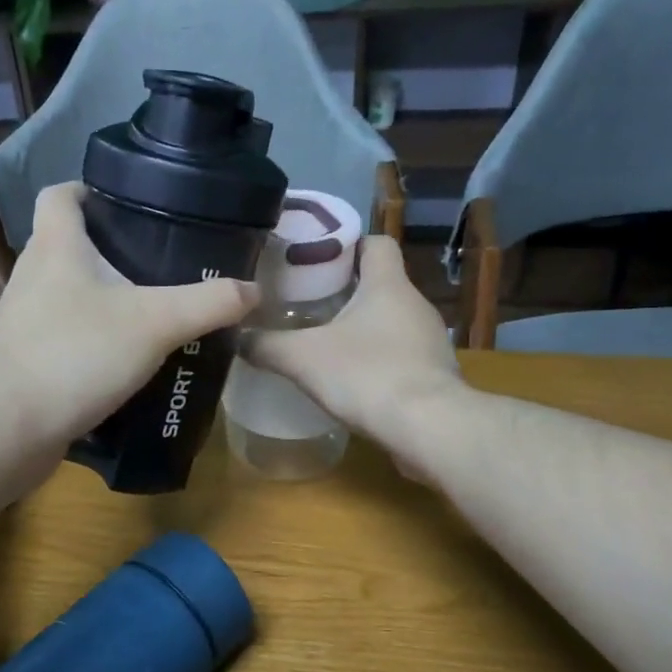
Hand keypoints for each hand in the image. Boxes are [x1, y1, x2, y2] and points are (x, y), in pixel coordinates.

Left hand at [0, 183, 258, 442]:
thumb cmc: (78, 354)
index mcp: (57, 245)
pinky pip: (64, 332)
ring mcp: (26, 317)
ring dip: (102, 295)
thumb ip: (209, 304)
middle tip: (160, 261)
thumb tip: (255, 291)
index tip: (130, 203)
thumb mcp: (156, 323)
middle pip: (68, 242)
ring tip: (150, 309)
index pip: (60, 194)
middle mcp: (34, 273)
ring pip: (67, 290)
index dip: (90, 189)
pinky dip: (91, 335)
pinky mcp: (27, 356)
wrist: (11, 425)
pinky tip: (124, 357)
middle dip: (110, 247)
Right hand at [244, 235, 462, 458]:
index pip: (376, 243)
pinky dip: (377, 362)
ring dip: (362, 330)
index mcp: (387, 285)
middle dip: (345, 292)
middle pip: (380, 284)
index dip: (348, 246)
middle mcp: (415, 305)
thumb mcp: (302, 358)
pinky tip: (351, 382)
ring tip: (324, 345)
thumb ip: (266, 345)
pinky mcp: (434, 375)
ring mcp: (430, 341)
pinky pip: (401, 356)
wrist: (428, 428)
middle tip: (306, 305)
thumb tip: (237, 338)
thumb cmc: (366, 375)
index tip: (317, 261)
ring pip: (391, 322)